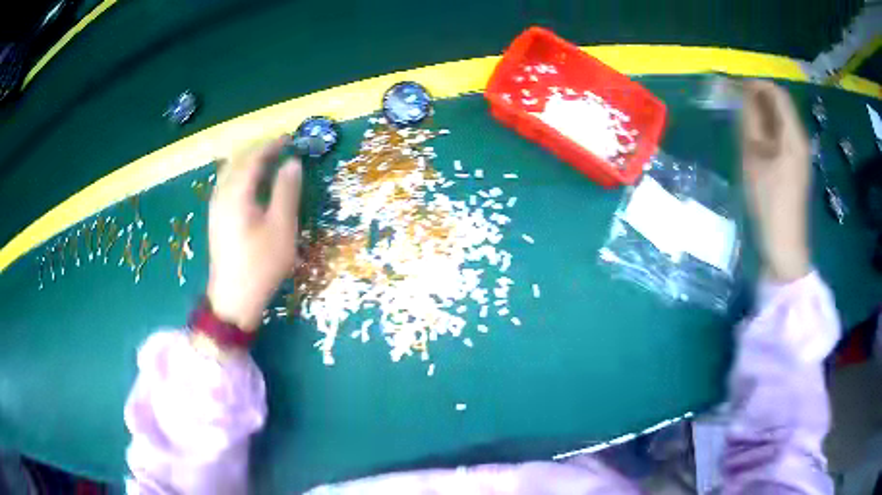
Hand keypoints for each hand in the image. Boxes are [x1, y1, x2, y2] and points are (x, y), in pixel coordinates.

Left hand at [207, 138, 302, 331]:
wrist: (233, 299)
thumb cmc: (260, 264)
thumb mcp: (281, 227)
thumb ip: (286, 191)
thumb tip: (292, 163)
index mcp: (236, 193)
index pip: (252, 158)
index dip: (270, 146)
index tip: (289, 139)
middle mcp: (221, 195)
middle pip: (236, 161)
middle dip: (257, 150)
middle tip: (279, 147)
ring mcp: (215, 208)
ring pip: (229, 173)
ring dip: (247, 162)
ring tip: (267, 161)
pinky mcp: (216, 220)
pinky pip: (226, 185)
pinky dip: (240, 175)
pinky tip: (251, 185)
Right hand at [740, 80, 810, 281]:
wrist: (784, 245)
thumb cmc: (769, 203)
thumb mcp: (754, 160)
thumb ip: (750, 124)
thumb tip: (743, 95)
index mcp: (794, 137)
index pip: (778, 94)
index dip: (757, 85)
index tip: (736, 87)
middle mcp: (800, 140)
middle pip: (780, 106)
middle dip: (758, 99)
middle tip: (735, 104)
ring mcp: (799, 154)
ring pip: (780, 121)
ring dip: (762, 115)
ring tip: (742, 124)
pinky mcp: (795, 165)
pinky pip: (781, 136)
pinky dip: (767, 131)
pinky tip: (754, 142)